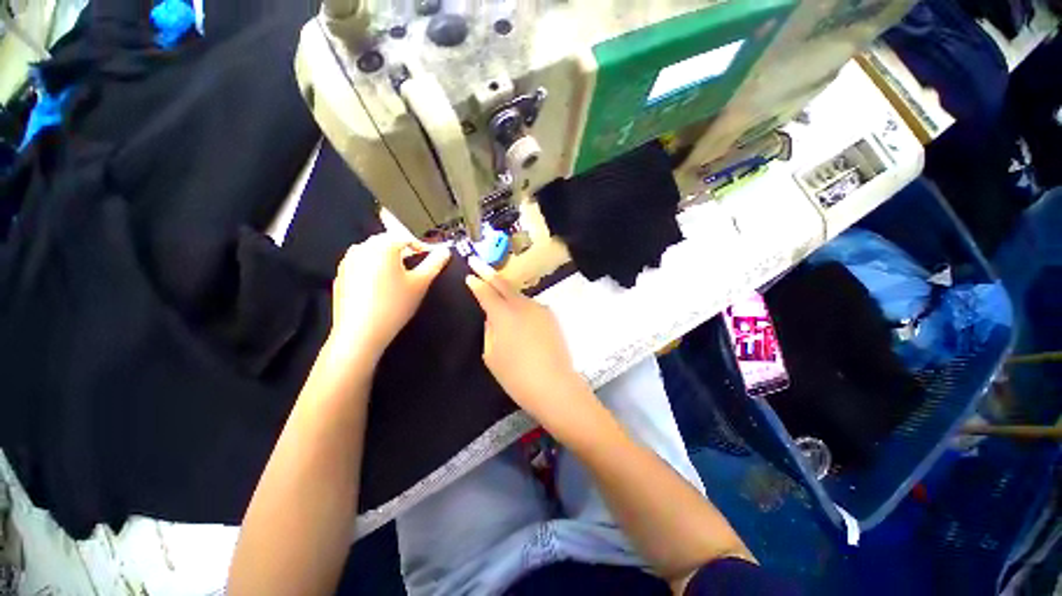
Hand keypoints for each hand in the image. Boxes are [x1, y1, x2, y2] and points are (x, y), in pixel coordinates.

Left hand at [330, 234, 449, 362]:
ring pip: (373, 252)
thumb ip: (435, 263)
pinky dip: (373, 268)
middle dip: (404, 250)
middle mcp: (362, 248)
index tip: (431, 257)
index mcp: (382, 246)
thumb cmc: (395, 305)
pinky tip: (380, 286)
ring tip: (398, 276)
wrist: (360, 333)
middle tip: (416, 266)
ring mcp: (348, 261)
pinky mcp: (341, 275)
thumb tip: (445, 251)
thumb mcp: (421, 283)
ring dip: (388, 258)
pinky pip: (361, 264)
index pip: (406, 237)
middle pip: (387, 241)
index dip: (422, 246)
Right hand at [464, 257, 586, 425]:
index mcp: (503, 314)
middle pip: (503, 284)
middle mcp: (522, 305)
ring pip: (518, 295)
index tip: (469, 274)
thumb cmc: (516, 375)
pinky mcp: (551, 316)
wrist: (554, 385)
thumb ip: (490, 330)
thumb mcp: (491, 354)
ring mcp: (539, 309)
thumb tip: (493, 316)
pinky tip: (519, 316)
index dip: (476, 282)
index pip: (485, 292)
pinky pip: (531, 306)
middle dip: (488, 272)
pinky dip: (521, 306)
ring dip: (506, 292)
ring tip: (497, 292)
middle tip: (477, 261)